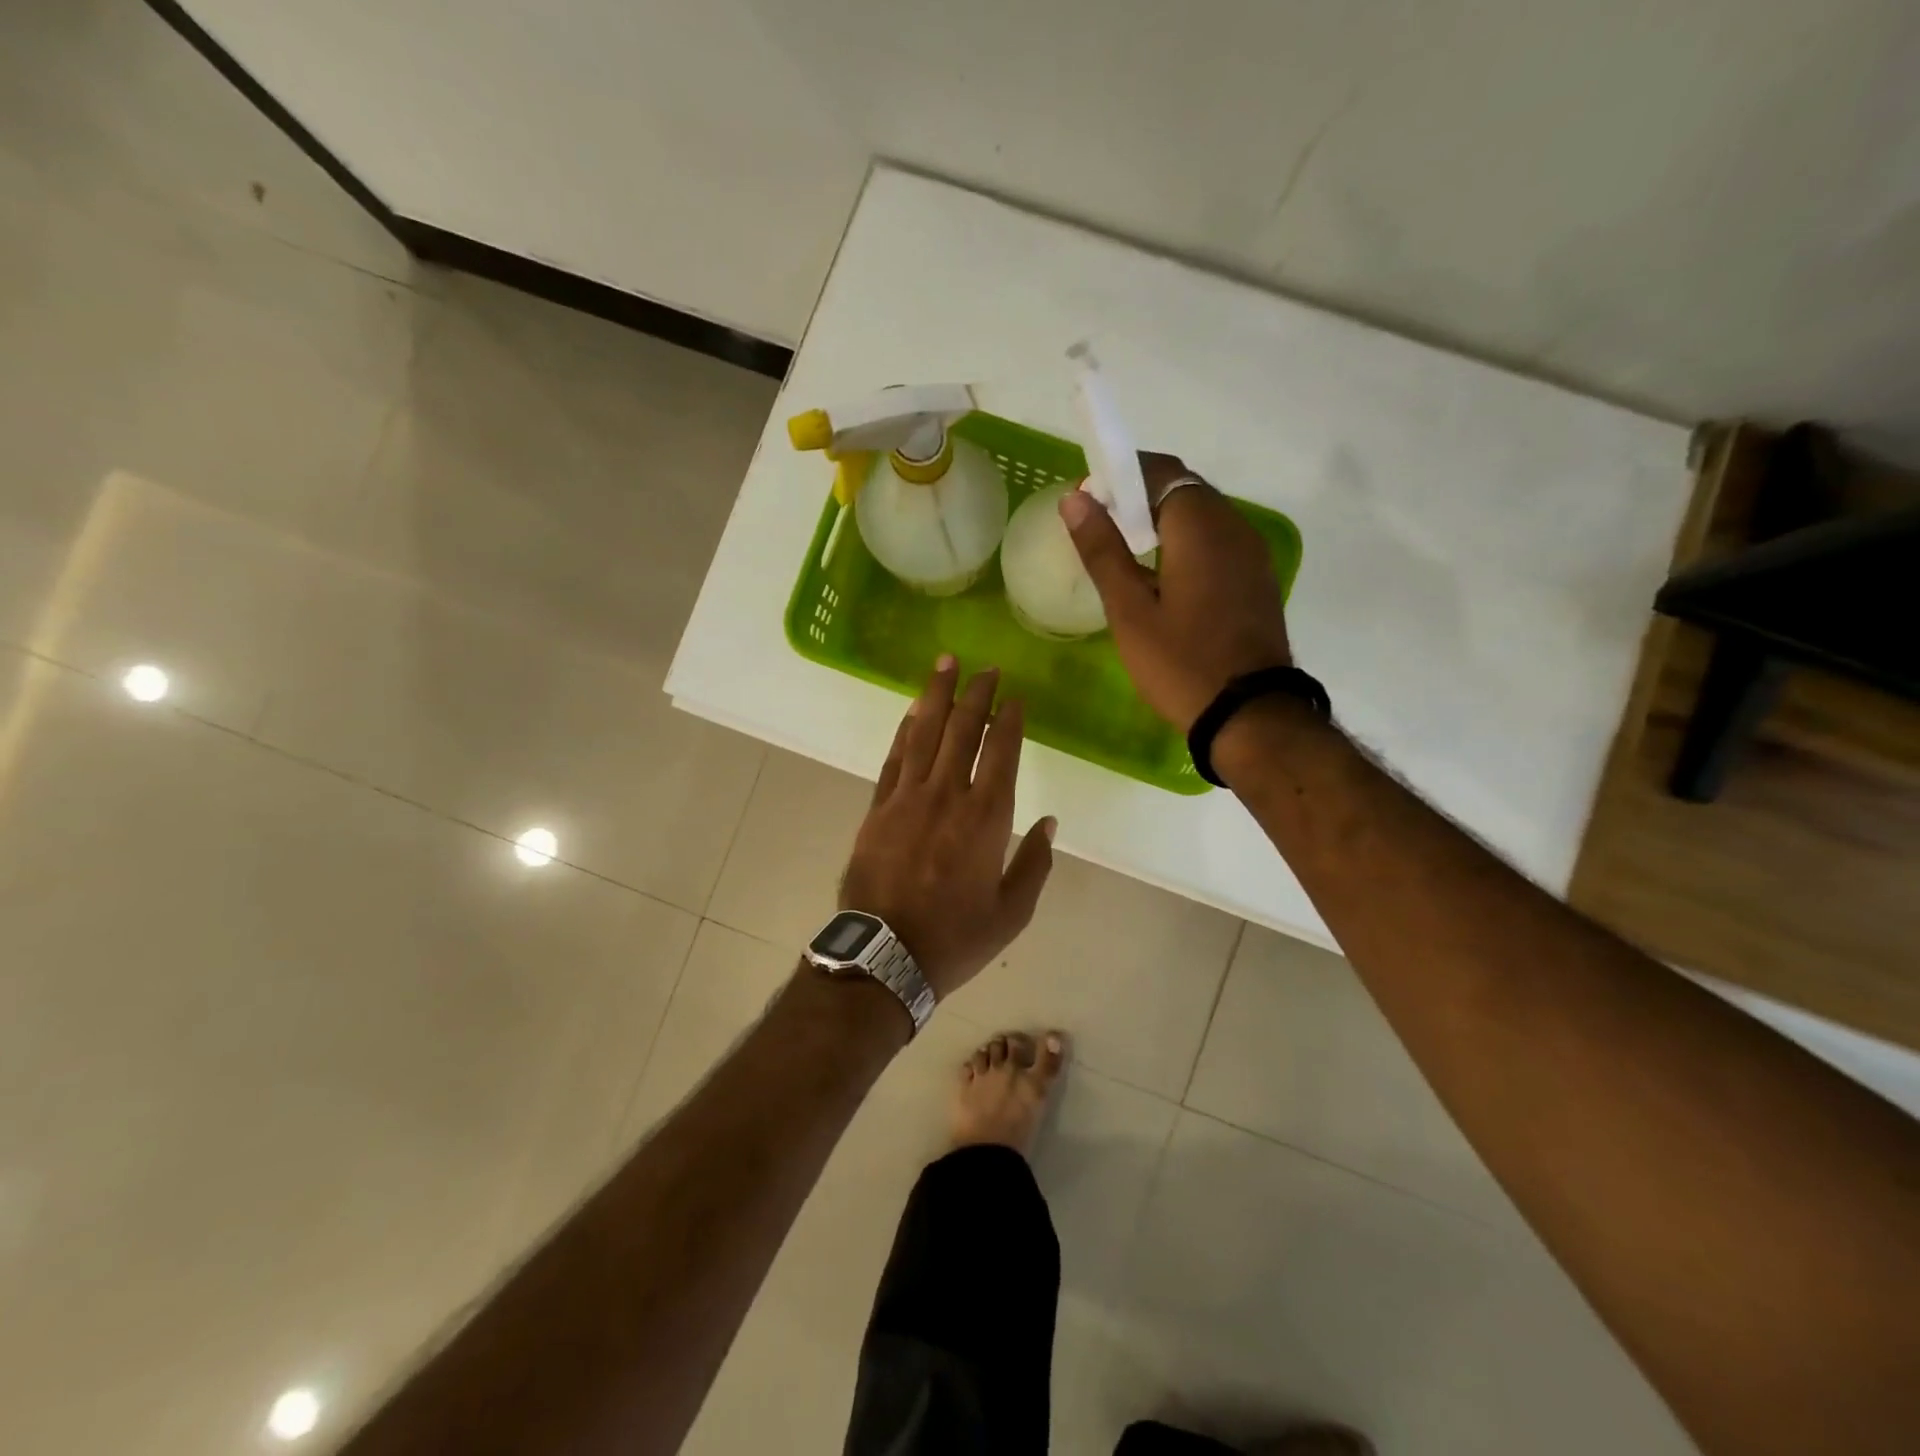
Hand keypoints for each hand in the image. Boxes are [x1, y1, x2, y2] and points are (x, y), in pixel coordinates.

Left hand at [840, 658, 1055, 998]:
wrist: (885, 955)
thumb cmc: (956, 937)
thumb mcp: (1012, 912)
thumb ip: (1034, 863)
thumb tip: (1049, 822)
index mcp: (986, 818)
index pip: (1001, 752)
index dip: (1009, 720)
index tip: (1014, 696)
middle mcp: (948, 795)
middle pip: (963, 730)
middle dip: (976, 694)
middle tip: (985, 667)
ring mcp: (908, 798)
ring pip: (924, 733)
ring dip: (937, 695)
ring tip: (945, 664)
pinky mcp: (878, 808)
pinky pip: (894, 758)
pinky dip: (905, 730)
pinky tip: (912, 711)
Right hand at [1060, 453, 1292, 729]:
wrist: (1249, 715)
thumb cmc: (1181, 663)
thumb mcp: (1130, 611)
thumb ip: (1102, 550)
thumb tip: (1075, 499)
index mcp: (1200, 527)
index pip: (1161, 471)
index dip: (1121, 475)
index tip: (1089, 500)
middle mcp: (1234, 527)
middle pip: (1183, 489)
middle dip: (1139, 497)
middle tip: (1100, 528)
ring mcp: (1251, 554)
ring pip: (1202, 516)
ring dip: (1163, 520)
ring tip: (1125, 553)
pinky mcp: (1256, 579)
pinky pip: (1217, 541)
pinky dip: (1186, 543)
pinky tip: (1163, 577)